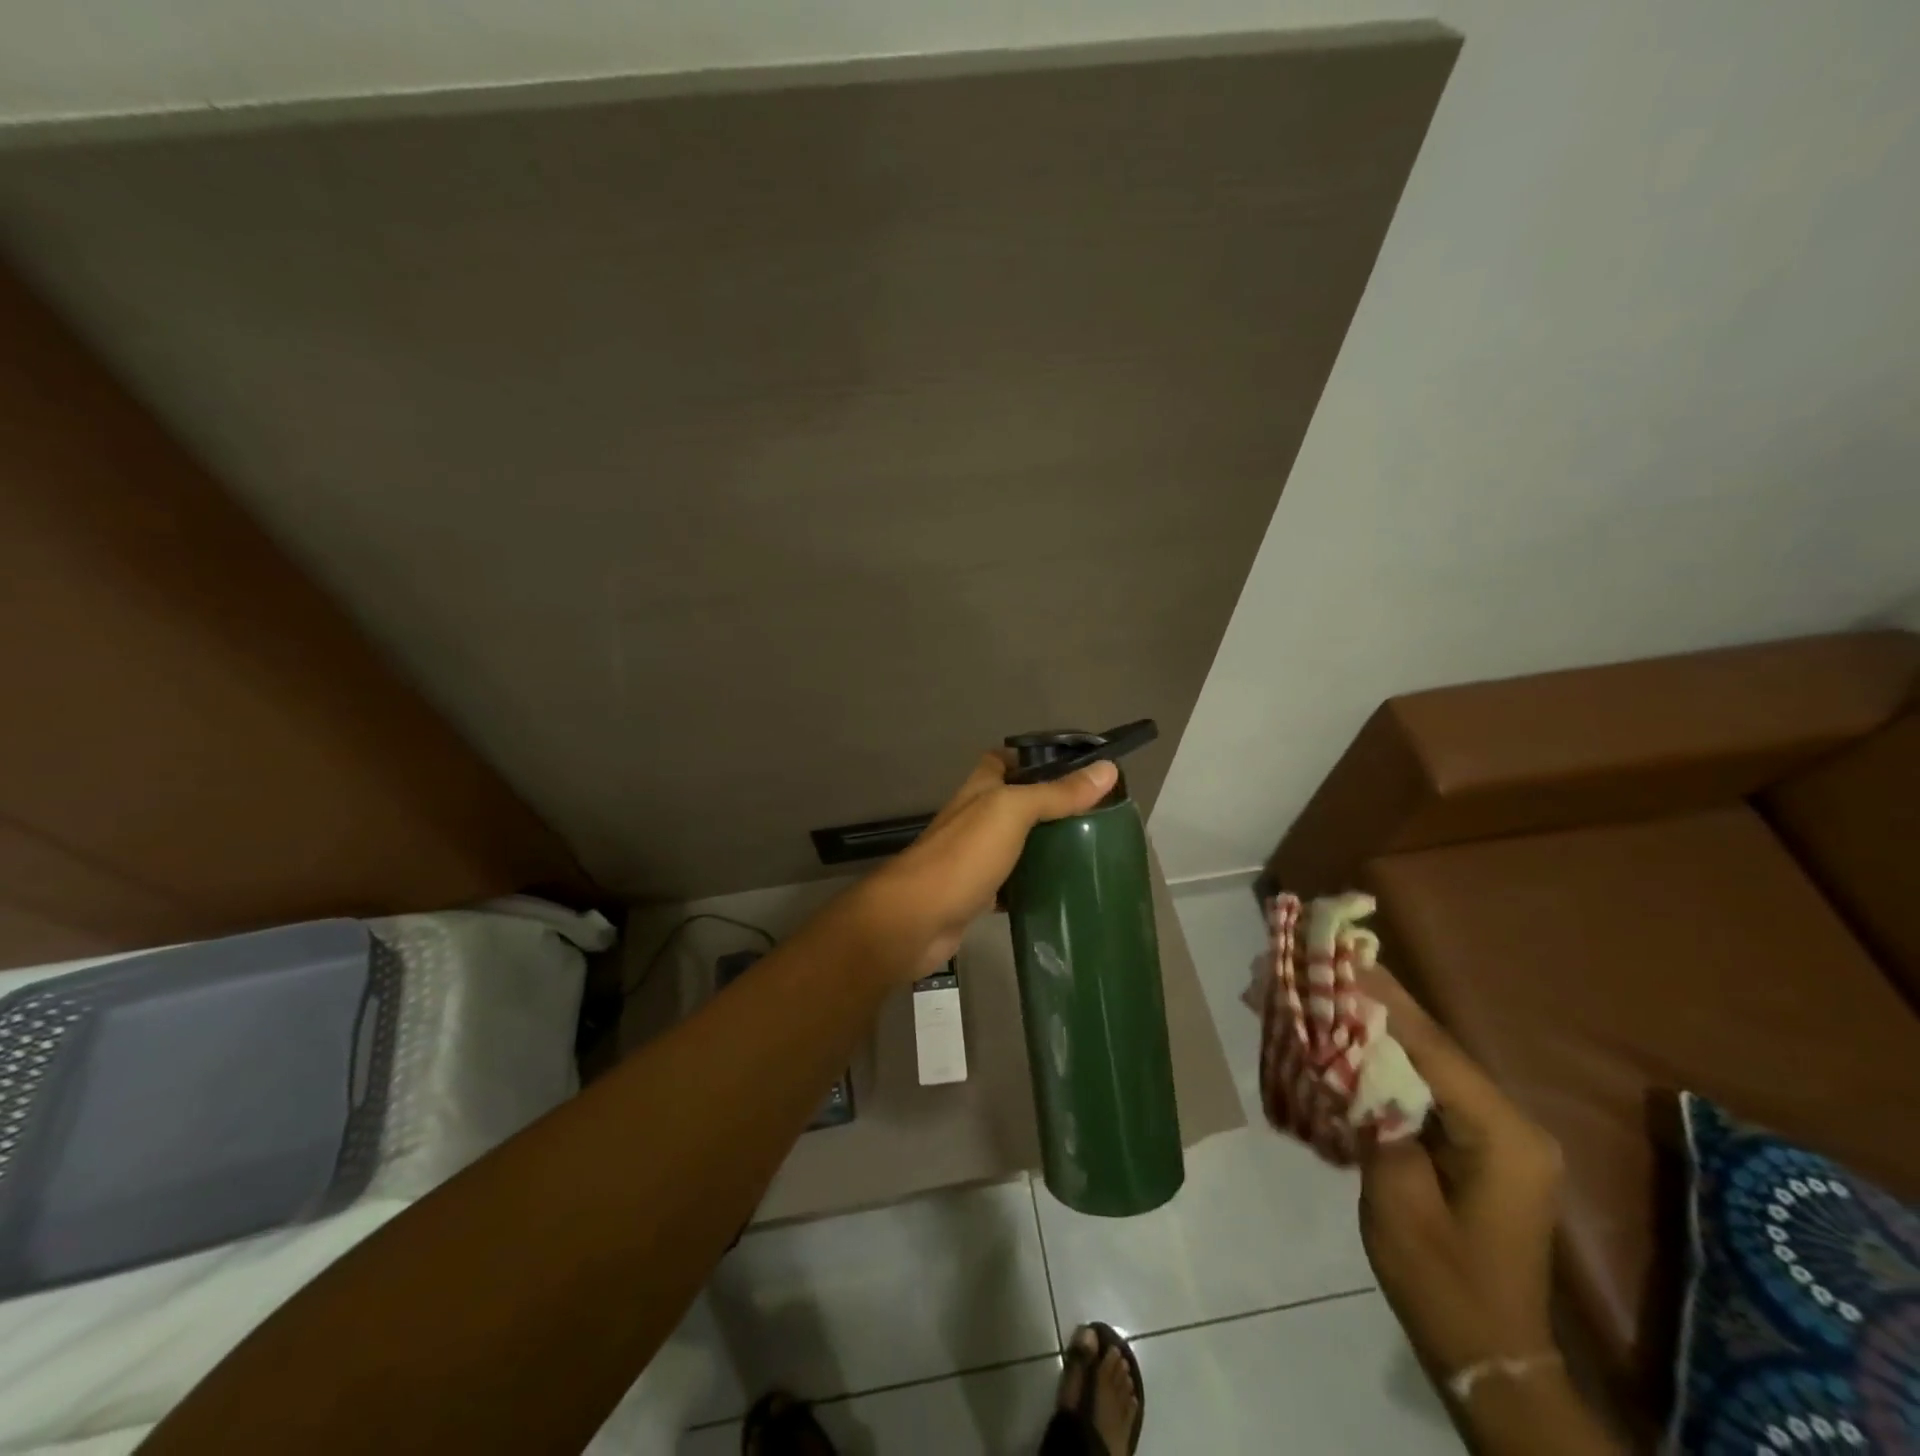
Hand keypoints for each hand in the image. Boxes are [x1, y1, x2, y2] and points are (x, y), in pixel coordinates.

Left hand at [856, 751, 1117, 981]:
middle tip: (1093, 818)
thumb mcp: (1012, 813)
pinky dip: (1032, 885)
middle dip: (1049, 807)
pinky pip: (1011, 883)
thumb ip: (1056, 793)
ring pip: (1015, 844)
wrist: (917, 919)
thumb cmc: (964, 856)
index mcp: (979, 789)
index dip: (1034, 758)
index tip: (1075, 770)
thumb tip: (1108, 770)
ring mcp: (973, 857)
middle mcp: (974, 818)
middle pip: (1015, 803)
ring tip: (1087, 851)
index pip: (1004, 760)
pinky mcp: (976, 894)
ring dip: (1043, 847)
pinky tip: (1059, 891)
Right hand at [1357, 970, 1564, 1381]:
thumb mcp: (1398, 1202)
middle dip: (1369, 1003)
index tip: (1335, 956)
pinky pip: (1422, 1084)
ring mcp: (1493, 1130)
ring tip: (1318, 991)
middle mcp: (1508, 1120)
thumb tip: (1349, 1056)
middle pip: (1430, 1043)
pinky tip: (1342, 1040)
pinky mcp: (1472, 1140)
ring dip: (1370, 1026)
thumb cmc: (1442, 1283)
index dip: (1379, 998)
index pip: (1432, 1045)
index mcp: (1502, 1133)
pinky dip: (1380, 1058)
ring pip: (1423, 1058)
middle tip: (1316, 965)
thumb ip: (1378, 1118)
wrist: (1488, 1355)